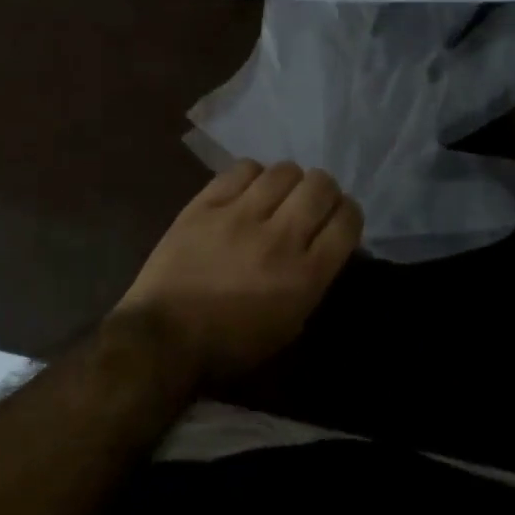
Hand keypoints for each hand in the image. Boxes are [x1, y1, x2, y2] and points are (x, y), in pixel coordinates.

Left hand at [113, 160, 361, 384]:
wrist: (165, 337)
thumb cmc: (231, 344)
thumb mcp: (289, 325)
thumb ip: (312, 280)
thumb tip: (323, 242)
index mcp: (305, 276)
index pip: (347, 220)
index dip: (349, 212)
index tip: (338, 217)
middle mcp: (279, 238)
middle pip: (320, 186)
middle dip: (323, 191)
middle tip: (310, 202)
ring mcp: (240, 216)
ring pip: (284, 170)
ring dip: (288, 181)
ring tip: (277, 194)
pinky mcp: (206, 203)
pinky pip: (243, 169)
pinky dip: (253, 176)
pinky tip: (247, 190)